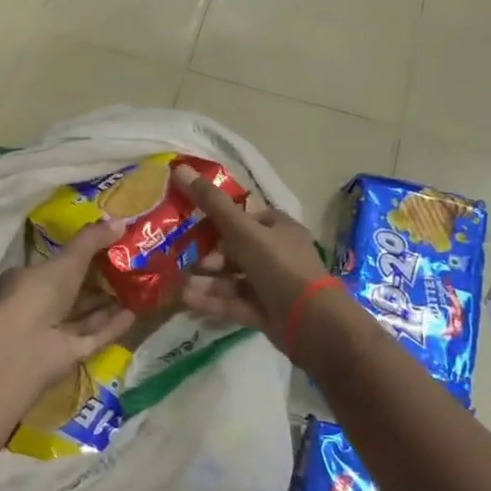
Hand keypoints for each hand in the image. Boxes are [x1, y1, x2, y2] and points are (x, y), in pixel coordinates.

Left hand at [0, 220, 135, 388]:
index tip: (109, 247)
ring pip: (86, 315)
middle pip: (73, 292)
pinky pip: (95, 335)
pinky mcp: (70, 354)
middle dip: (99, 281)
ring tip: (138, 288)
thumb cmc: (37, 293)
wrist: (23, 347)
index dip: (81, 257)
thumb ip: (92, 241)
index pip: (56, 266)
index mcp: (28, 280)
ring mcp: (54, 332)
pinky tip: (134, 313)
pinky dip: (113, 325)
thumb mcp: (66, 260)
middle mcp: (39, 306)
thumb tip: (121, 222)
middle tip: (130, 267)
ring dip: (109, 303)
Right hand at [174, 166, 330, 343]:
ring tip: (179, 284)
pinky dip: (212, 300)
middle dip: (208, 255)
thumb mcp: (242, 230)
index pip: (245, 217)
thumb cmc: (279, 266)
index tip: (190, 223)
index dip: (218, 219)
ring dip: (206, 280)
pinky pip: (234, 302)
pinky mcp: (265, 312)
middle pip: (236, 250)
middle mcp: (277, 254)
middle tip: (183, 259)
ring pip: (232, 279)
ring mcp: (272, 285)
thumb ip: (211, 203)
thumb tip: (181, 168)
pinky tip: (186, 300)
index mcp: (279, 228)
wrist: (311, 322)